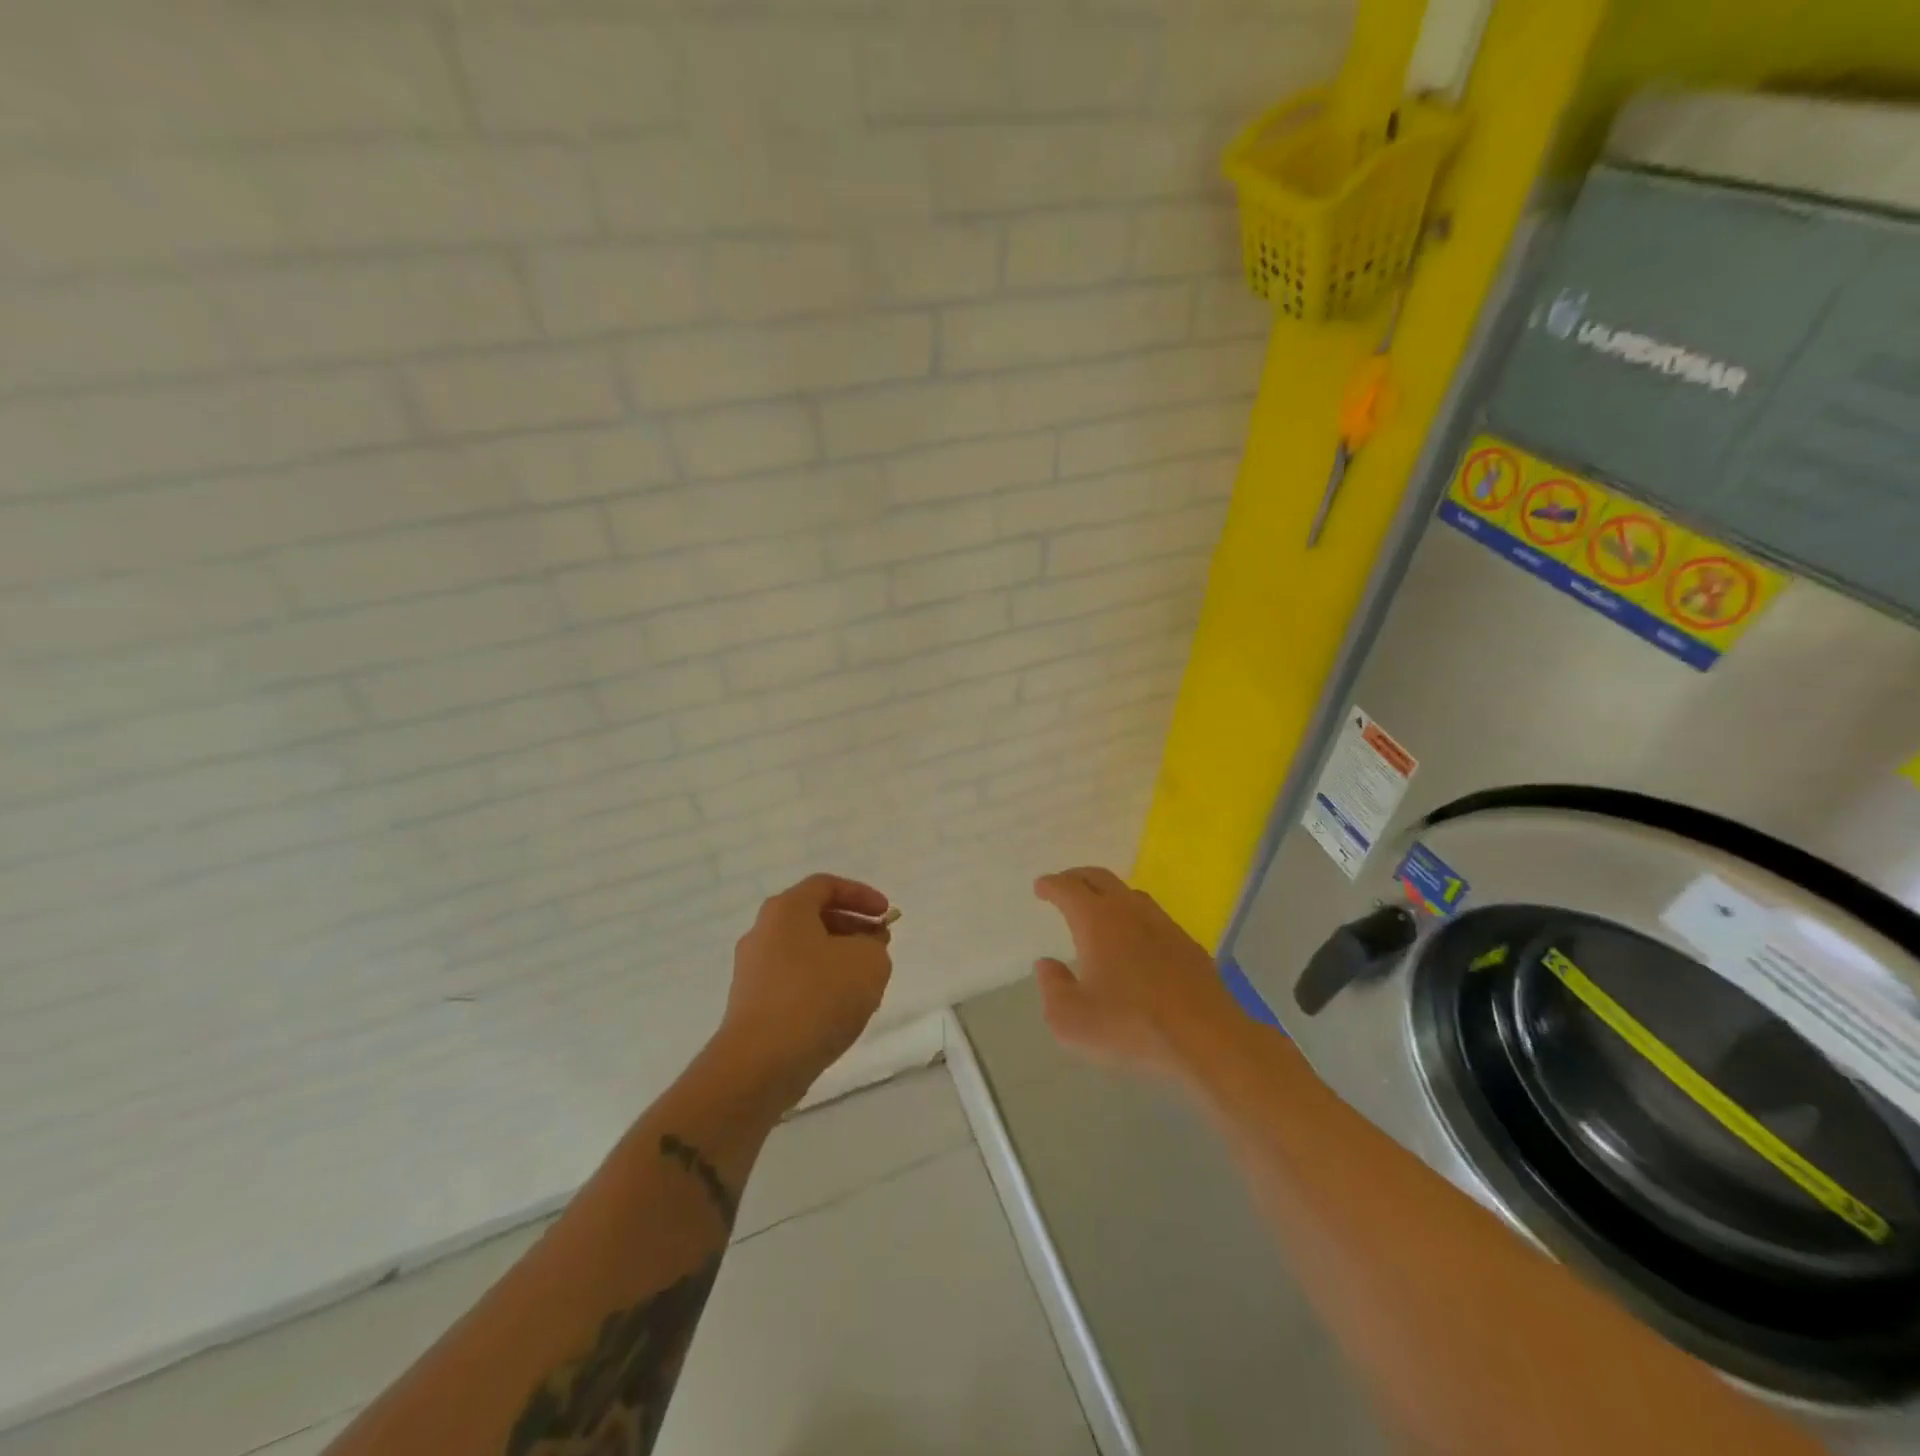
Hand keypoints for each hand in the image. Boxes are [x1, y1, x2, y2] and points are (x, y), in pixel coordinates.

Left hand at [715, 873, 894, 1105]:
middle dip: (852, 927)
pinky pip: (792, 981)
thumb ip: (874, 945)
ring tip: (866, 982)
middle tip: (879, 945)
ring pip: (803, 951)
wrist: (760, 1063)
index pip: (826, 885)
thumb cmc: (817, 997)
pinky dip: (819, 984)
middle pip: (812, 917)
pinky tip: (840, 1010)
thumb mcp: (868, 962)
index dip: (861, 895)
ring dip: (838, 958)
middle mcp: (763, 932)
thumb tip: (864, 948)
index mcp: (786, 910)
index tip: (887, 914)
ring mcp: (752, 970)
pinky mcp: (751, 1004)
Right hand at [1032, 866, 1236, 1082]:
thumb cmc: (1130, 1026)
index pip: (1068, 888)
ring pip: (1130, 894)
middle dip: (1077, 877)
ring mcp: (1163, 925)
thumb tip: (1047, 965)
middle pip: (1100, 878)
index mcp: (1097, 920)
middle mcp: (1129, 911)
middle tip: (1064, 885)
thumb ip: (1053, 988)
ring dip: (1108, 894)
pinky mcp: (1188, 945)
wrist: (1206, 1039)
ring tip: (1098, 909)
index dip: (1051, 885)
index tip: (1041, 887)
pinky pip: (1153, 918)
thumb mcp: (1072, 1020)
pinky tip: (1136, 939)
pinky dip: (1135, 917)